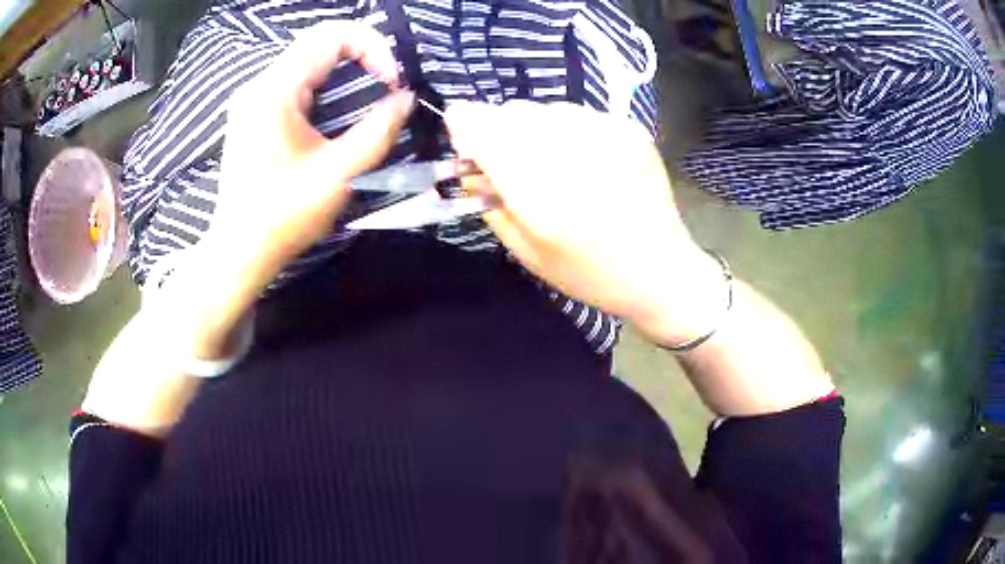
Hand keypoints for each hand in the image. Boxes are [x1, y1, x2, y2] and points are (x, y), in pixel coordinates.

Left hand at [213, 20, 413, 284]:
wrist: (239, 250)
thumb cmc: (284, 217)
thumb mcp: (339, 175)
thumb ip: (379, 131)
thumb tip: (405, 98)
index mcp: (276, 91)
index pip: (331, 35)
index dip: (372, 46)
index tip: (391, 81)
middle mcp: (259, 85)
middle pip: (318, 41)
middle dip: (361, 53)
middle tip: (386, 83)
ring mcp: (252, 98)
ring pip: (306, 58)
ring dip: (343, 68)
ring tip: (368, 93)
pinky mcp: (251, 113)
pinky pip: (293, 79)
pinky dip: (324, 83)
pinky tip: (335, 109)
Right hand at [445, 100, 724, 343]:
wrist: (661, 269)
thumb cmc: (590, 273)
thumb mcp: (527, 252)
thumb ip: (490, 203)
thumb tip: (470, 167)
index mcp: (537, 190)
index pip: (480, 126)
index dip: (463, 126)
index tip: (465, 142)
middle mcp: (569, 150)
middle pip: (511, 111)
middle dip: (498, 130)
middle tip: (509, 160)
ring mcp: (605, 133)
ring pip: (545, 108)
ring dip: (534, 128)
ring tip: (551, 161)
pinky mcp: (629, 129)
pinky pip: (579, 113)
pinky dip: (568, 130)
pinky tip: (583, 159)